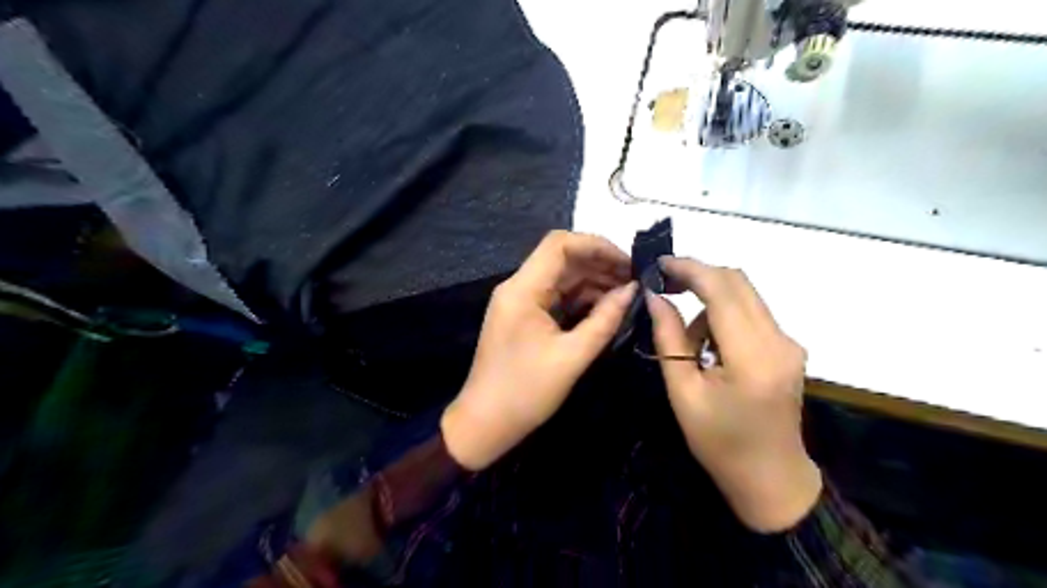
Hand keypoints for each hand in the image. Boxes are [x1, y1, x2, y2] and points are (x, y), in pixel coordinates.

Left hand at [439, 231, 632, 470]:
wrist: (485, 424)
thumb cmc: (526, 392)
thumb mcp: (572, 357)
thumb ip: (605, 319)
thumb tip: (632, 290)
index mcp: (523, 290)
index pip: (560, 245)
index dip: (597, 245)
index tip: (628, 262)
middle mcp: (519, 287)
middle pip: (562, 259)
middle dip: (600, 264)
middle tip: (636, 280)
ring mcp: (520, 302)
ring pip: (561, 278)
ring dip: (594, 282)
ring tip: (628, 293)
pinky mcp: (524, 317)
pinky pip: (556, 297)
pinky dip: (582, 299)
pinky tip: (607, 307)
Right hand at [642, 258, 821, 531]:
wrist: (771, 478)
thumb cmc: (719, 443)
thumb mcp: (683, 392)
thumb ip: (669, 338)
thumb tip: (655, 297)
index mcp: (752, 356)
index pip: (723, 290)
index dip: (690, 269)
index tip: (660, 264)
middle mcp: (779, 340)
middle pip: (738, 282)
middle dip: (699, 276)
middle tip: (665, 287)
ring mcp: (788, 343)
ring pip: (744, 296)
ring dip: (710, 303)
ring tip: (690, 344)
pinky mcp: (788, 348)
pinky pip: (751, 314)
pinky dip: (724, 317)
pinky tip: (710, 349)